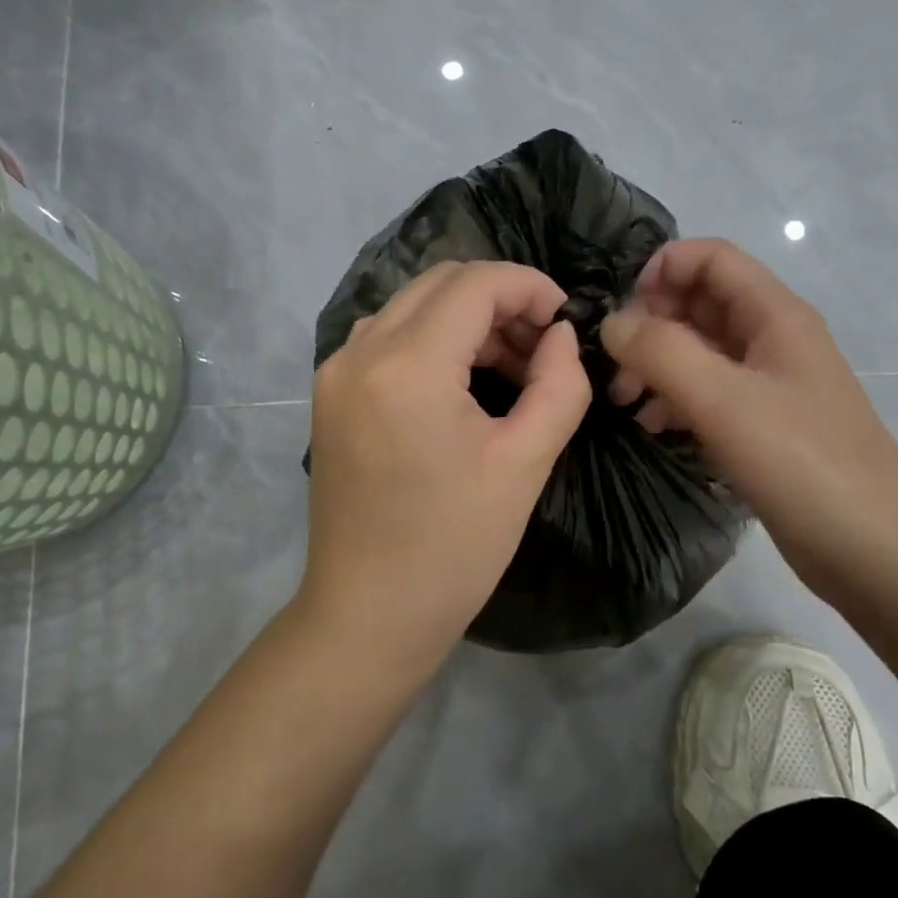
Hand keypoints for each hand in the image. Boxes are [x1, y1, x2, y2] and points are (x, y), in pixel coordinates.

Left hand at [300, 260, 593, 669]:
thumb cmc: (454, 547)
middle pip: (440, 283)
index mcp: (406, 364)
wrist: (368, 614)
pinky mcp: (331, 395)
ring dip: (467, 318)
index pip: (475, 283)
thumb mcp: (525, 463)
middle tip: (543, 345)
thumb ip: (559, 385)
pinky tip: (464, 381)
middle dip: (500, 299)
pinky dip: (433, 340)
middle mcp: (359, 351)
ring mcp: (336, 372)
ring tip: (512, 366)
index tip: (566, 317)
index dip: (529, 287)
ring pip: (412, 306)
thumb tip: (560, 336)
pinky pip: (388, 338)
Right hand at [600, 239, 897, 598]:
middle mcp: (772, 339)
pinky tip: (653, 426)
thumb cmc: (802, 462)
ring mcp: (769, 384)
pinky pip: (708, 392)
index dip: (661, 269)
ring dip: (657, 364)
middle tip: (615, 365)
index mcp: (774, 315)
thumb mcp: (723, 400)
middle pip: (701, 302)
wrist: (874, 550)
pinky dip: (675, 399)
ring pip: (700, 349)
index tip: (620, 313)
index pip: (711, 258)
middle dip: (651, 323)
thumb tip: (611, 323)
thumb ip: (661, 352)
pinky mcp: (763, 425)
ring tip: (625, 401)